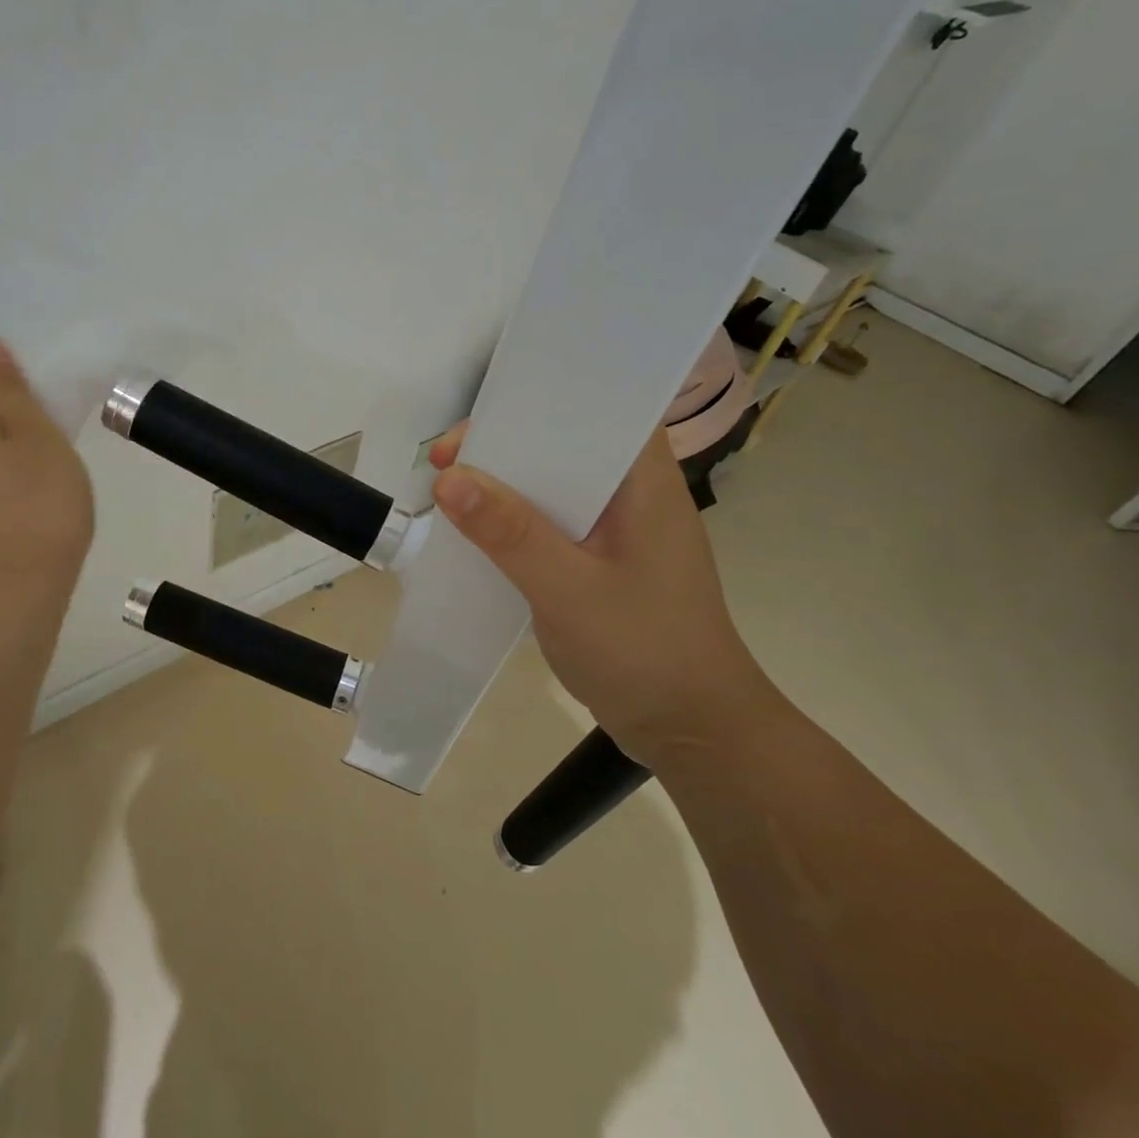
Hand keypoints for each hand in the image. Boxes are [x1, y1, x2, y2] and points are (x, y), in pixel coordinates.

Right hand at [429, 421, 769, 764]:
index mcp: (645, 483)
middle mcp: (634, 495)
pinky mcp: (602, 561)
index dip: (533, 406)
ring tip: (449, 495)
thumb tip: (448, 478)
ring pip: (552, 487)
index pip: (594, 411)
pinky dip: (514, 523)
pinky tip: (478, 536)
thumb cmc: (645, 651)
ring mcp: (619, 531)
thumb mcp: (569, 590)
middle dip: (504, 448)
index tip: (473, 430)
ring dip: (504, 487)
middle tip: (444, 464)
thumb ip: (510, 533)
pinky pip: (550, 524)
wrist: (693, 731)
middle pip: (563, 446)